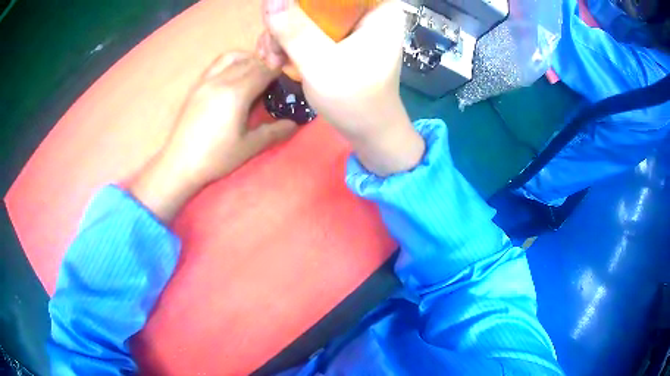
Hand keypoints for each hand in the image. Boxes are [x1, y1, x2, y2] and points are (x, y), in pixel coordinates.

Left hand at [130, 52, 296, 221]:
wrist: (180, 163)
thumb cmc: (215, 157)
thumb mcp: (249, 147)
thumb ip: (274, 132)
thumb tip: (295, 124)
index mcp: (236, 94)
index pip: (263, 71)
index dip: (278, 71)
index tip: (287, 77)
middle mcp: (221, 80)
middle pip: (250, 61)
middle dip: (266, 65)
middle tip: (274, 79)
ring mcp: (206, 80)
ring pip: (233, 57)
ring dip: (249, 59)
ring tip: (255, 73)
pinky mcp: (197, 85)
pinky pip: (217, 63)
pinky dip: (231, 62)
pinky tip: (234, 75)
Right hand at [261, 0, 424, 175]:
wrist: (368, 130)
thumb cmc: (356, 101)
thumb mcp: (321, 63)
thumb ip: (295, 30)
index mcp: (379, 8)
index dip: (304, 2)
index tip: (284, 20)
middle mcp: (367, 8)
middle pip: (316, 1)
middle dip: (287, 18)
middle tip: (272, 48)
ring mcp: (351, 21)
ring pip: (306, 11)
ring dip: (282, 33)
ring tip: (273, 60)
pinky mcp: (338, 34)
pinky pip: (306, 25)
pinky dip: (288, 40)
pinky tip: (278, 59)